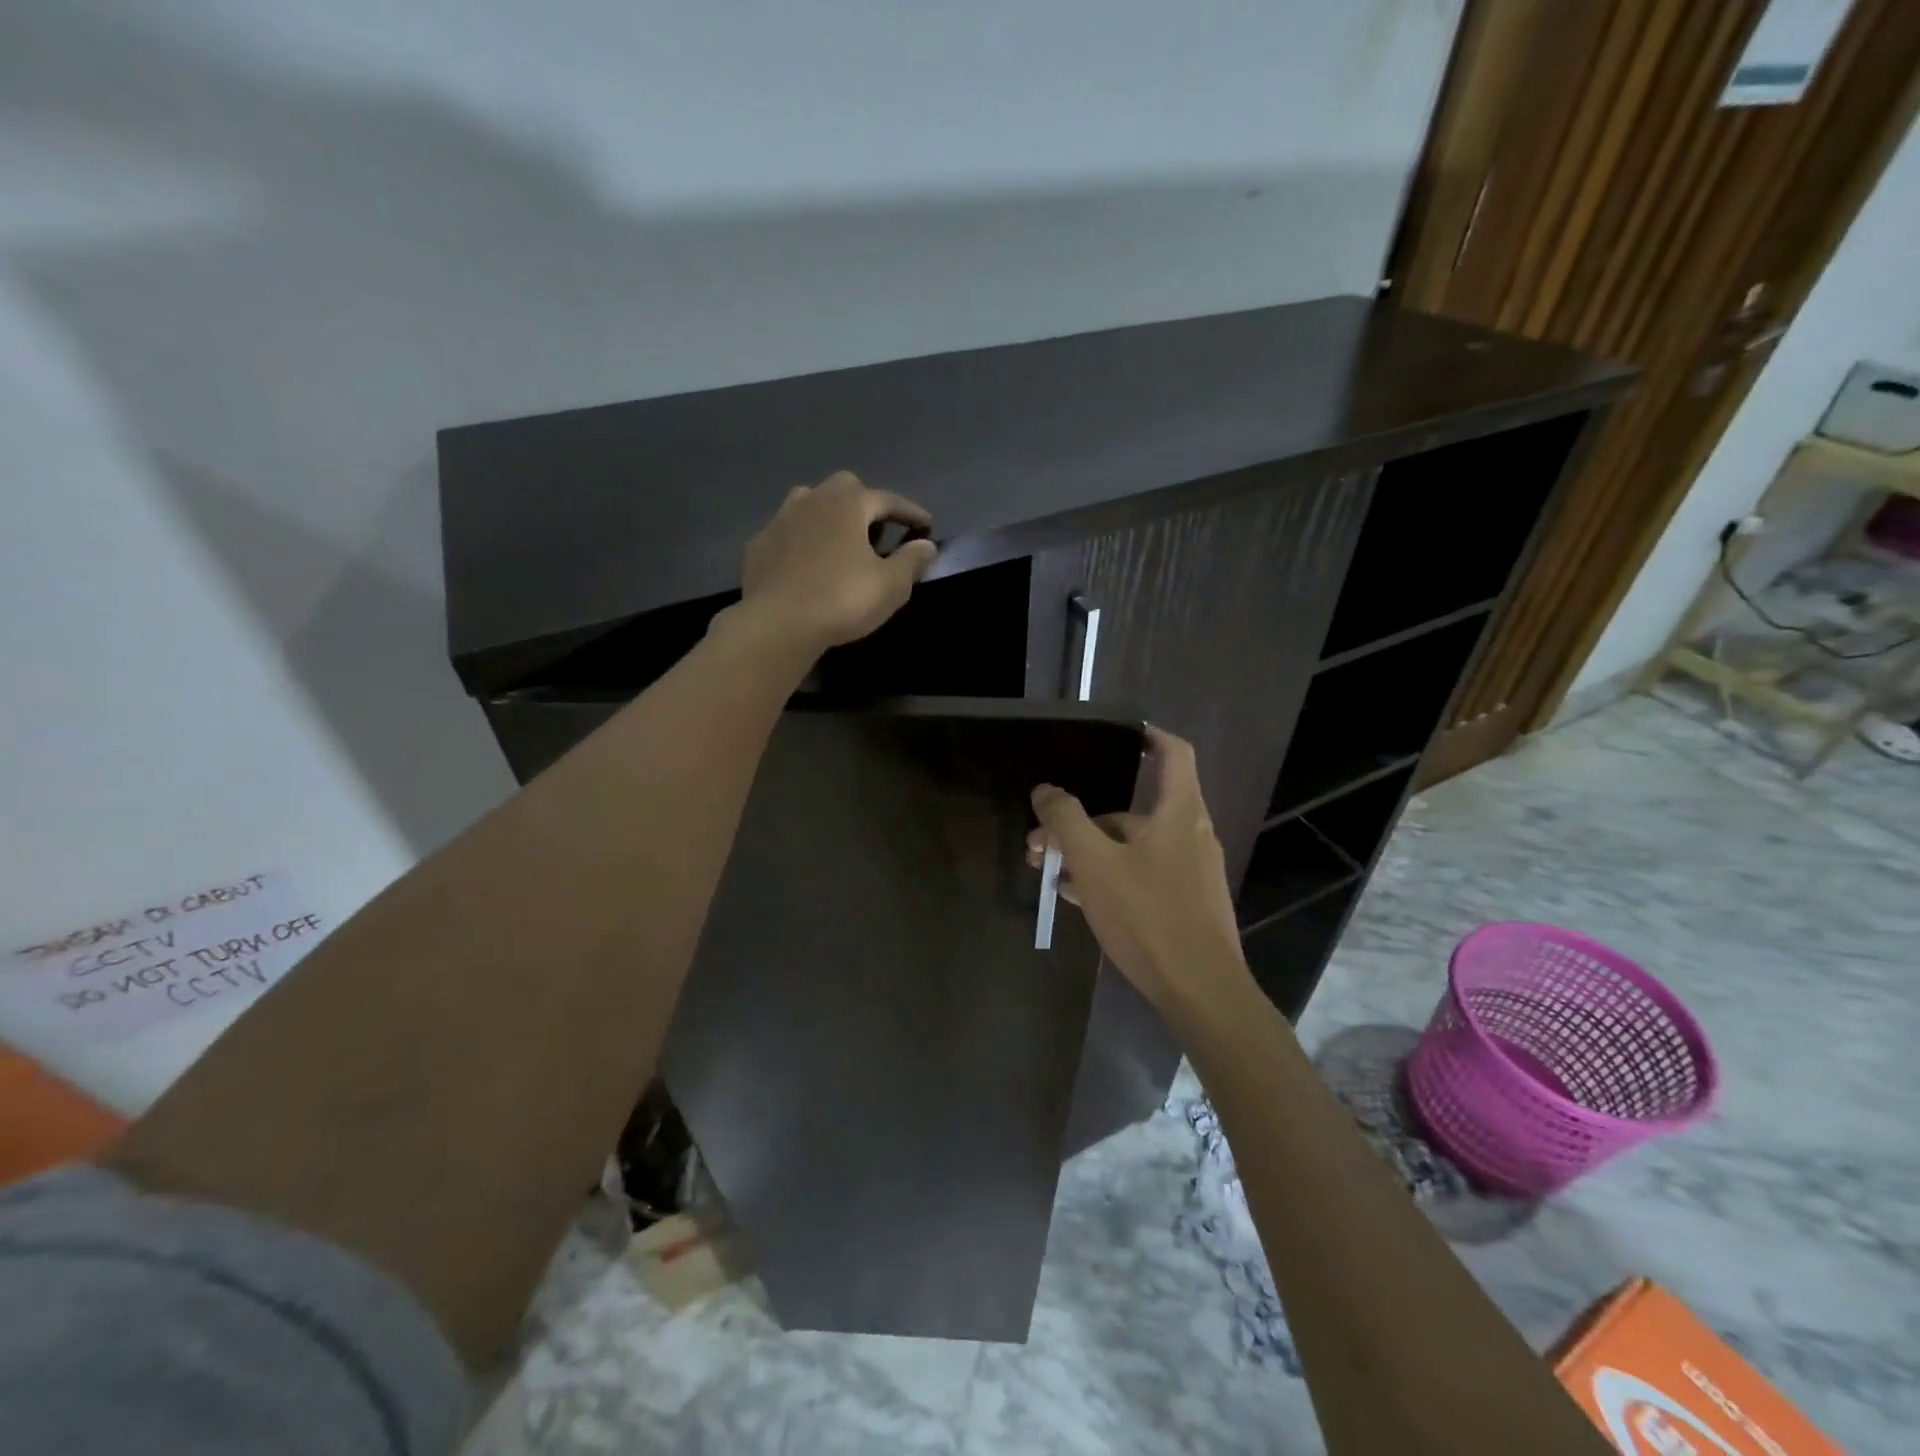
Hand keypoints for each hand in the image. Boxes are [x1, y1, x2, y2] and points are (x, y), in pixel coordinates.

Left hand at [737, 471, 938, 652]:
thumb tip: (926, 545)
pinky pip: (788, 533)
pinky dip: (802, 541)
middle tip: (878, 530)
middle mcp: (812, 499)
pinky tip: (808, 563)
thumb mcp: (891, 585)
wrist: (777, 624)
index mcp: (848, 503)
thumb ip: (911, 560)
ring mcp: (780, 520)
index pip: (887, 499)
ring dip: (828, 516)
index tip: (926, 525)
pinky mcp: (758, 545)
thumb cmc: (842, 599)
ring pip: (809, 504)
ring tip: (841, 541)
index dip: (910, 512)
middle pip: (844, 489)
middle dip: (865, 504)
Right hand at [1027, 728, 1250, 1014]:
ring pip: (1131, 847)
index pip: (1173, 754)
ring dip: (1089, 852)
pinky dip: (1109, 877)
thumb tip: (1045, 790)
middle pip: (1132, 810)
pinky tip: (1075, 897)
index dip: (1148, 737)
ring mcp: (1189, 872)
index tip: (1119, 736)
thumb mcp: (1095, 864)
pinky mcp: (1184, 904)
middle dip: (1082, 820)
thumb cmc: (1148, 915)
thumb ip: (1066, 821)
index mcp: (1179, 812)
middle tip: (1039, 842)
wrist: (1201, 991)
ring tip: (1047, 871)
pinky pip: (1140, 875)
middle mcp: (1190, 834)